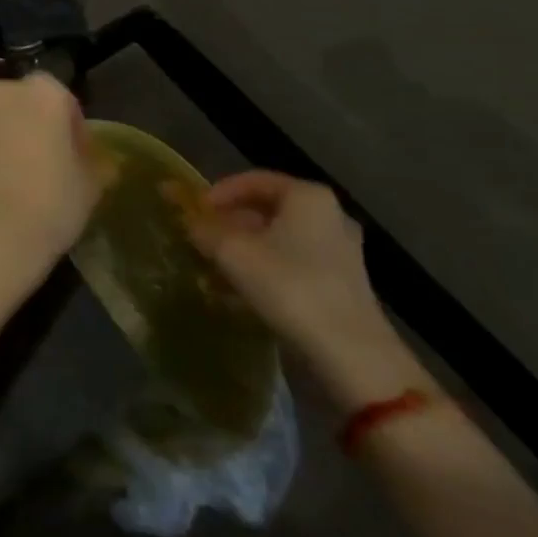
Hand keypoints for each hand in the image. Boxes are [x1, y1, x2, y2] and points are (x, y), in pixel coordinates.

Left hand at [0, 73, 98, 283]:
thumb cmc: (52, 201)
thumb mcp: (92, 185)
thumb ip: (96, 164)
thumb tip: (100, 163)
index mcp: (42, 93)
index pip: (63, 98)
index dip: (73, 126)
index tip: (79, 156)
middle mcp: (2, 96)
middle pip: (24, 106)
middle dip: (36, 128)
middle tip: (51, 164)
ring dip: (8, 143)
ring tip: (21, 184)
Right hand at [185, 171, 409, 402]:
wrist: (352, 356)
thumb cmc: (290, 287)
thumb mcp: (233, 253)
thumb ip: (204, 229)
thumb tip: (185, 217)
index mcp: (307, 196)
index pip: (253, 180)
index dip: (218, 193)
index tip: (194, 213)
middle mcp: (329, 216)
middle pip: (267, 211)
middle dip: (230, 225)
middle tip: (201, 241)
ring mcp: (340, 252)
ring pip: (279, 241)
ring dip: (244, 252)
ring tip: (214, 271)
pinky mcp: (343, 285)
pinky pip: (294, 265)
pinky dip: (265, 272)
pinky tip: (240, 295)